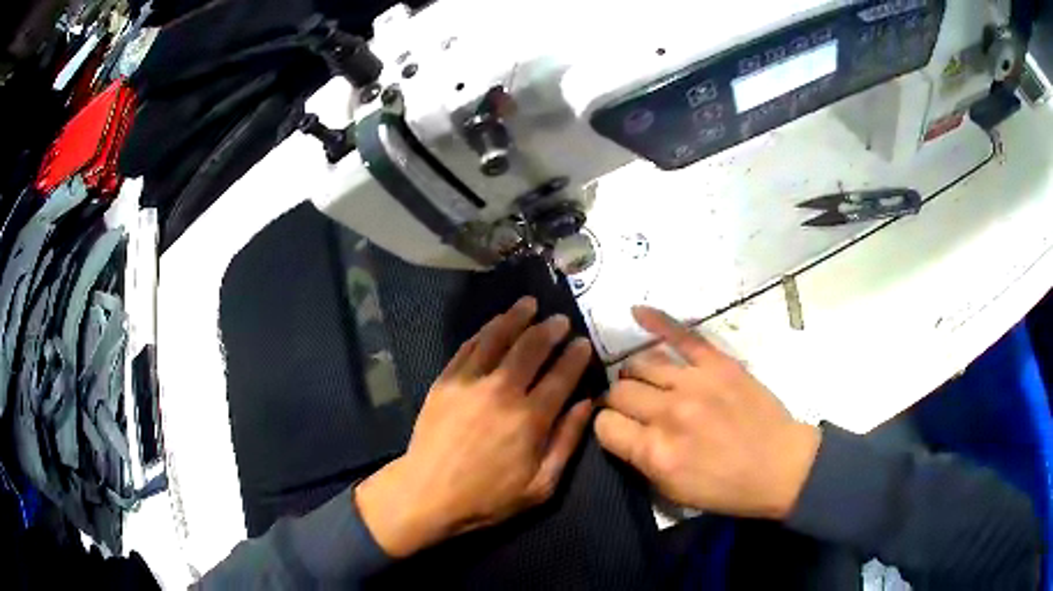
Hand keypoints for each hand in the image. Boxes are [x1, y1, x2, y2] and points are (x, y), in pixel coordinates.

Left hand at [355, 297, 594, 556]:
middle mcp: (502, 391)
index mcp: (531, 419)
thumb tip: (587, 405)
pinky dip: (485, 331)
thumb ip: (567, 443)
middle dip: (550, 329)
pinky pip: (468, 347)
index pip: (562, 376)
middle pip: (531, 348)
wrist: (427, 494)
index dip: (576, 356)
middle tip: (561, 320)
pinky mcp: (445, 381)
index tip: (584, 343)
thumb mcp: (541, 486)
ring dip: (516, 317)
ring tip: (529, 304)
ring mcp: (470, 382)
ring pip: (498, 338)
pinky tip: (495, 324)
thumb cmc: (488, 497)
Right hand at [595, 307, 820, 519]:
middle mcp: (668, 413)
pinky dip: (657, 321)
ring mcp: (694, 383)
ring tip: (645, 383)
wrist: (779, 467)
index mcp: (655, 452)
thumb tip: (617, 431)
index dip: (606, 427)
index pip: (603, 424)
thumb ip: (638, 461)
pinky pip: (681, 335)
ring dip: (635, 374)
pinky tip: (636, 311)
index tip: (617, 430)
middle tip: (634, 410)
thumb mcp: (672, 492)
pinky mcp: (718, 363)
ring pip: (640, 363)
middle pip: (619, 391)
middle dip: (618, 401)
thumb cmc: (726, 488)